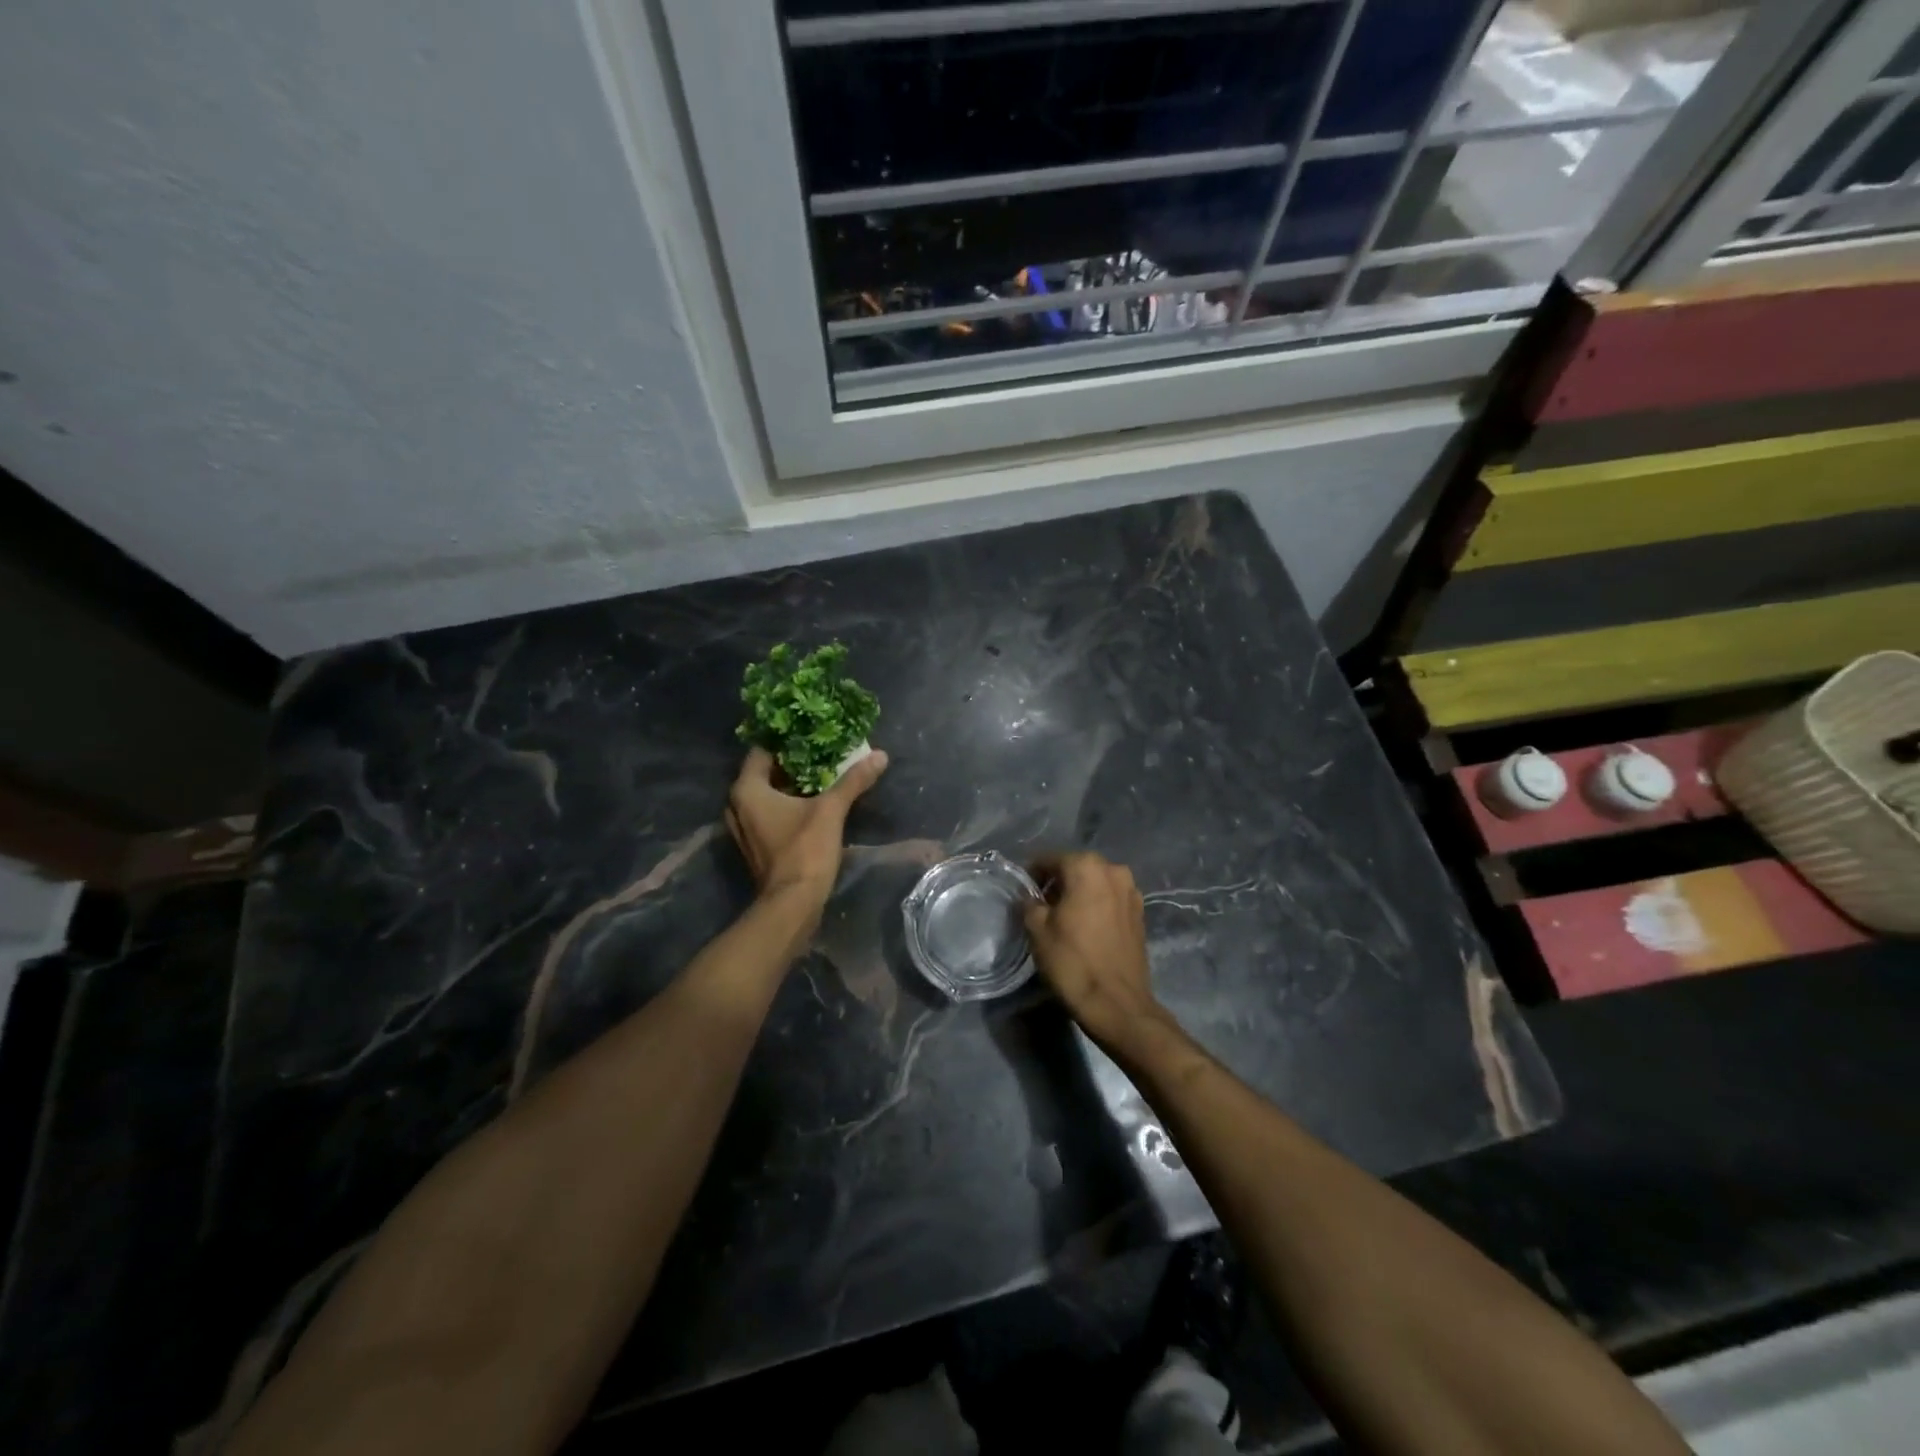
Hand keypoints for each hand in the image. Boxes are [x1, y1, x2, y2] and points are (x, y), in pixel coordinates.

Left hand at [725, 746, 888, 902]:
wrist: (793, 903)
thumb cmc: (804, 850)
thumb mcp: (831, 810)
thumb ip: (853, 780)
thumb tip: (880, 755)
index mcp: (747, 789)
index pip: (762, 750)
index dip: (786, 741)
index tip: (810, 733)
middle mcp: (737, 805)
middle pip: (765, 773)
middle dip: (793, 763)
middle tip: (821, 752)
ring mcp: (743, 827)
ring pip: (767, 795)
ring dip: (791, 785)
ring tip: (821, 774)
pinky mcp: (755, 844)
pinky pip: (769, 813)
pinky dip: (787, 805)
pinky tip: (813, 802)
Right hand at [1023, 853, 1165, 1046]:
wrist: (1117, 1004)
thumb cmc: (1072, 961)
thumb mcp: (1037, 930)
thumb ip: (1030, 903)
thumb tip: (1030, 897)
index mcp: (1086, 866)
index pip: (1050, 859)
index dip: (1033, 874)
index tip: (1023, 892)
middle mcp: (1114, 870)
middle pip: (1076, 867)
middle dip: (1058, 882)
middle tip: (1041, 905)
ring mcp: (1132, 892)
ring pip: (1096, 883)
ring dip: (1079, 893)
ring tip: (1064, 918)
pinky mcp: (1140, 914)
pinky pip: (1110, 899)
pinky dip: (1096, 906)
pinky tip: (1086, 928)